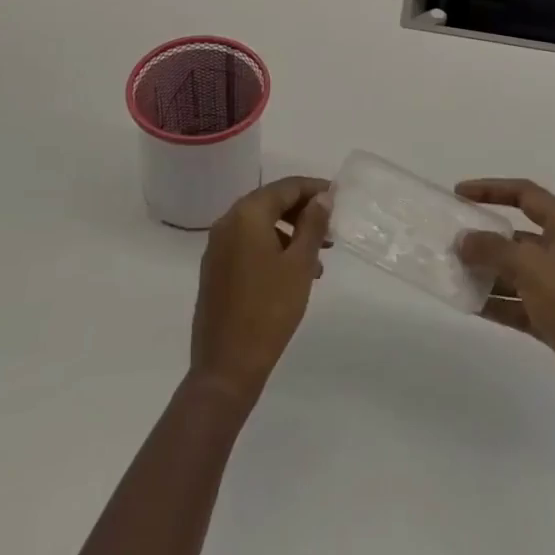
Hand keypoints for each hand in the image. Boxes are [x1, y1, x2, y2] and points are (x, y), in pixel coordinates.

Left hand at [189, 175, 331, 407]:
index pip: (286, 187)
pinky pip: (248, 245)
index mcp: (246, 214)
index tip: (338, 196)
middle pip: (271, 203)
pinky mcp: (215, 269)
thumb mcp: (299, 264)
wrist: (226, 367)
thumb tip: (323, 197)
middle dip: (303, 212)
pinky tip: (293, 274)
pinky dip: (272, 248)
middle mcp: (227, 222)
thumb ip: (313, 225)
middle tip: (331, 230)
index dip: (314, 189)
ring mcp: (217, 247)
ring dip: (290, 233)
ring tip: (318, 260)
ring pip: (260, 225)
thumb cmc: (269, 310)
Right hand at [455, 178, 554, 421]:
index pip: (527, 195)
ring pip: (518, 272)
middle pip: (520, 235)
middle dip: (486, 237)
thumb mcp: (530, 267)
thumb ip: (492, 249)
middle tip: (453, 241)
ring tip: (454, 275)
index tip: (460, 193)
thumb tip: (463, 240)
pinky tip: (470, 306)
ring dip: (488, 272)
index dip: (493, 189)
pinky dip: (497, 303)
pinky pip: (520, 304)